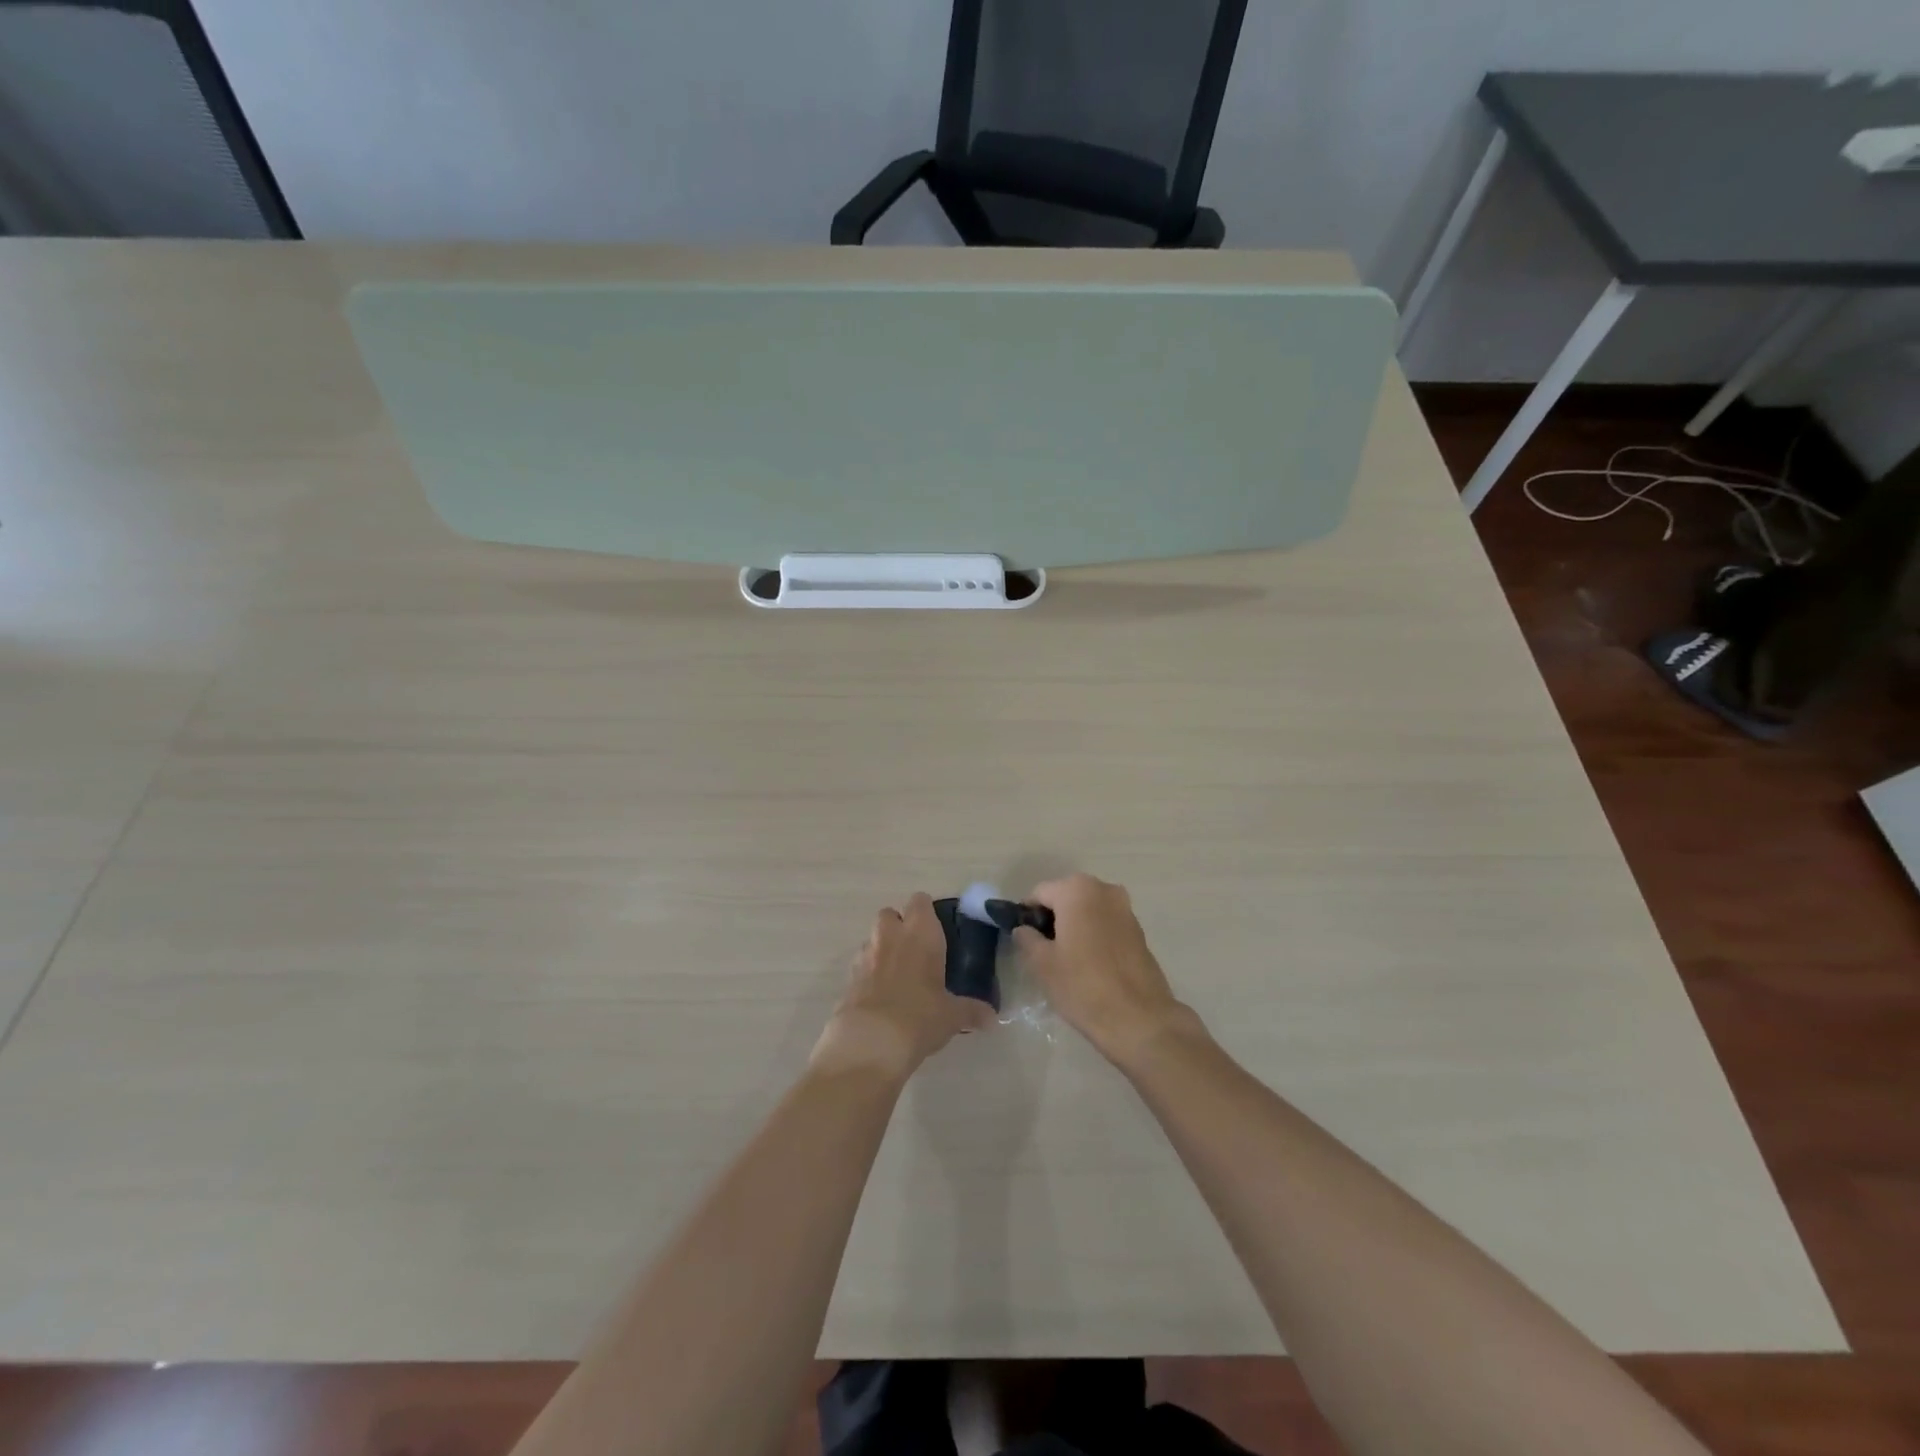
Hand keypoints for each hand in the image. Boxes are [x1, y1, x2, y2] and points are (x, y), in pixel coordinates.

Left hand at [811, 893, 991, 1081]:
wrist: (870, 1042)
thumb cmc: (920, 1016)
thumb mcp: (952, 1016)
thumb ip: (972, 1011)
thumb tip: (992, 1018)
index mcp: (920, 933)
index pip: (920, 901)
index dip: (927, 912)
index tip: (937, 930)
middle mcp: (890, 936)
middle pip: (890, 914)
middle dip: (899, 927)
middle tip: (917, 952)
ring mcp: (865, 955)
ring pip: (873, 939)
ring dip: (883, 949)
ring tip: (899, 977)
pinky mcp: (848, 978)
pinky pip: (861, 965)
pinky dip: (869, 974)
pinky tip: (882, 997)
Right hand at [1013, 874, 1197, 1067]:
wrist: (1139, 1019)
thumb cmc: (1083, 986)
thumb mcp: (1042, 963)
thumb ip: (1027, 938)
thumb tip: (1024, 929)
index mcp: (1077, 890)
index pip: (1039, 893)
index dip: (1026, 915)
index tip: (1022, 939)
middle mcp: (1104, 889)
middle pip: (1066, 898)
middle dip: (1052, 919)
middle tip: (1042, 951)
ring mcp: (1125, 908)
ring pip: (1087, 910)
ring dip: (1074, 926)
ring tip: (1066, 959)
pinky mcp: (1139, 930)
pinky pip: (1106, 923)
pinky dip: (1093, 935)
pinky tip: (1089, 964)